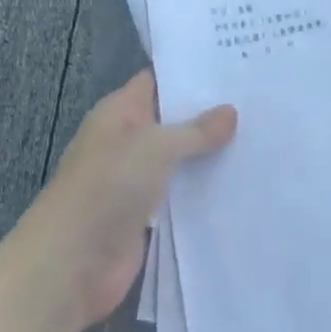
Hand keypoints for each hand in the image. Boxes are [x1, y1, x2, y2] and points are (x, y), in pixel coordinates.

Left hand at [26, 71, 235, 330]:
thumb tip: (230, 111)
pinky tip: (240, 182)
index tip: (234, 67)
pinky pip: (180, 195)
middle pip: (173, 121)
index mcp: (119, 112)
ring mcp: (135, 180)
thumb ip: (195, 130)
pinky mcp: (145, 217)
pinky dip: (203, 190)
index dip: (192, 74)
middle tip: (258, 102)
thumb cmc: (108, 187)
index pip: (158, 81)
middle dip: (210, 115)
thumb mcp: (156, 147)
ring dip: (210, 154)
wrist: (70, 265)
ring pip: (180, 159)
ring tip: (261, 138)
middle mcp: (127, 141)